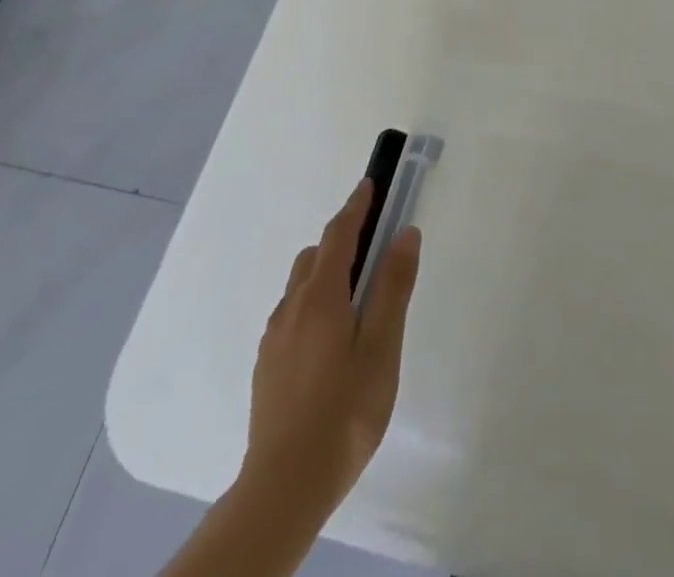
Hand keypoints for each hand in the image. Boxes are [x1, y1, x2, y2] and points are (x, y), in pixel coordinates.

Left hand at [236, 180, 422, 533]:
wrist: (283, 488)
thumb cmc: (344, 412)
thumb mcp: (381, 347)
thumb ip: (392, 287)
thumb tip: (404, 233)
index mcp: (320, 297)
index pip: (338, 235)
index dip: (356, 206)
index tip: (370, 185)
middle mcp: (290, 308)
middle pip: (316, 256)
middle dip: (343, 239)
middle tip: (376, 245)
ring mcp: (274, 339)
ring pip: (301, 286)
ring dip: (328, 272)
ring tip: (359, 296)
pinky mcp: (268, 366)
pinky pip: (293, 314)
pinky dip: (315, 302)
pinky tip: (333, 338)